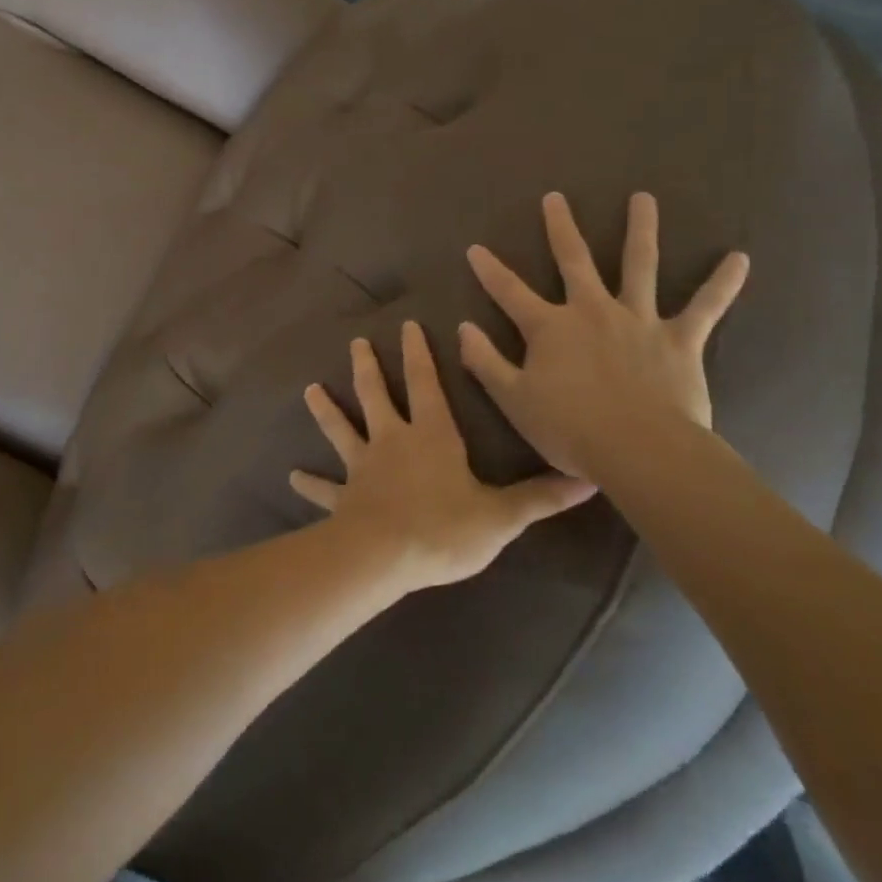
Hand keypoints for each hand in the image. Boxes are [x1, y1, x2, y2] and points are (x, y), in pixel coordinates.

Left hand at [291, 322, 596, 588]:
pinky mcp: (344, 497)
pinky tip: (293, 477)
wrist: (387, 556)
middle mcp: (392, 441)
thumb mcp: (501, 515)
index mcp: (431, 436)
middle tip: (357, 342)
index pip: (424, 383)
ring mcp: (363, 467)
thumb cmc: (445, 528)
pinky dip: (310, 484)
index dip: (418, 354)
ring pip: (342, 429)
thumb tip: (588, 481)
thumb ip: (540, 498)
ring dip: (327, 410)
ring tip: (310, 389)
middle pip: (377, 395)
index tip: (407, 325)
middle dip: (368, 367)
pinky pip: (325, 489)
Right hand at [458, 191, 749, 478]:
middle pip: (573, 260)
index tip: (475, 248)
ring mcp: (638, 320)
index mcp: (549, 327)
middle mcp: (592, 311)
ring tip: (643, 198)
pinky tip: (740, 258)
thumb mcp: (513, 399)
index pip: (510, 292)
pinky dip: (722, 283)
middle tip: (555, 198)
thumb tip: (463, 328)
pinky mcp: (678, 339)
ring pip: (639, 265)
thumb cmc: (570, 429)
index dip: (489, 271)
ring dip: (640, 229)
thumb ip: (485, 361)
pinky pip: (705, 307)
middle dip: (560, 228)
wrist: (640, 451)